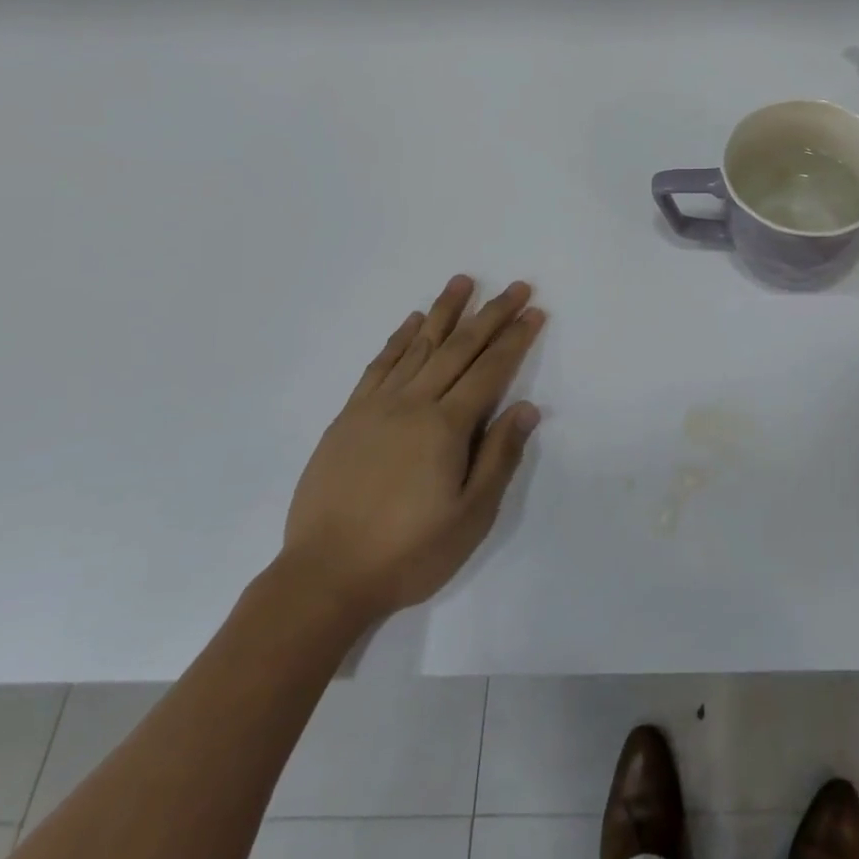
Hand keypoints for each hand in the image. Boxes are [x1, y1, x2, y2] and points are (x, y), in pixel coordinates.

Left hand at [282, 275, 545, 622]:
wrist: (323, 577)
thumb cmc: (408, 552)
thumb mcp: (470, 516)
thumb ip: (499, 456)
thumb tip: (527, 408)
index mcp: (445, 427)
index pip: (490, 370)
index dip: (515, 339)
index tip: (534, 311)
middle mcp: (412, 404)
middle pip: (459, 348)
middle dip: (491, 314)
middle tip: (516, 287)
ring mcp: (376, 407)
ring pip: (418, 346)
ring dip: (444, 312)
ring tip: (463, 282)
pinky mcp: (348, 417)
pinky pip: (379, 365)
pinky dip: (398, 339)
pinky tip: (411, 322)